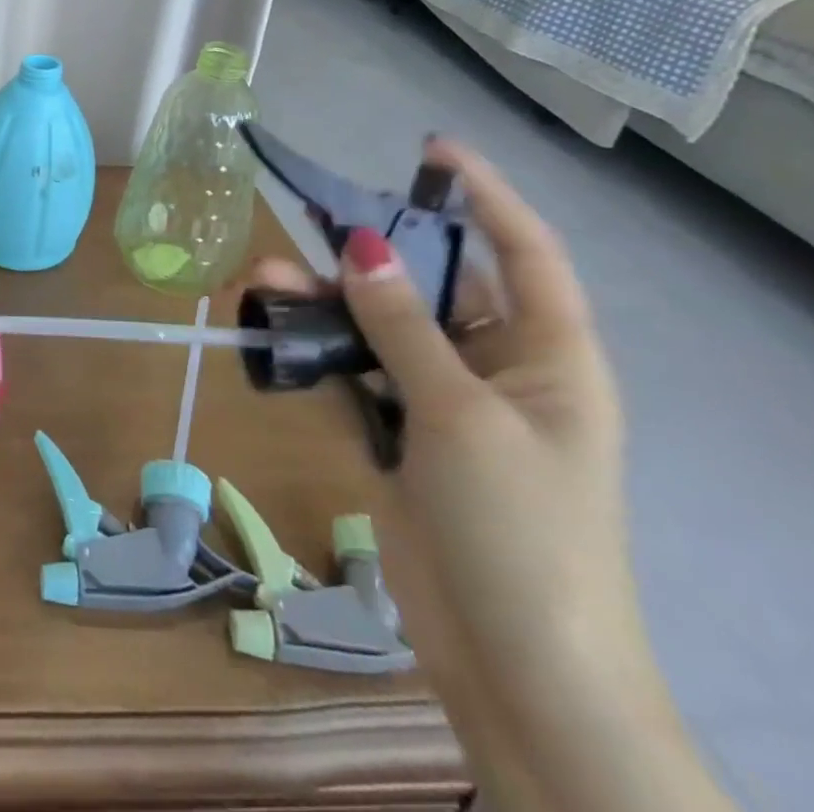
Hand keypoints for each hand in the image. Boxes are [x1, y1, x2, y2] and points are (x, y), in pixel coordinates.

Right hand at [243, 139, 639, 734]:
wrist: (517, 665)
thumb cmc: (518, 528)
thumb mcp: (462, 415)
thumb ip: (404, 328)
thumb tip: (362, 246)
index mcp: (549, 356)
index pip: (522, 252)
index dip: (483, 195)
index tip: (430, 150)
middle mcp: (500, 368)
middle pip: (432, 286)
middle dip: (371, 253)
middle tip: (308, 217)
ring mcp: (447, 403)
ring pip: (382, 327)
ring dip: (328, 302)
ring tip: (264, 280)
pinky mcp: (404, 436)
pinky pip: (358, 370)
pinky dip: (319, 349)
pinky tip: (274, 331)